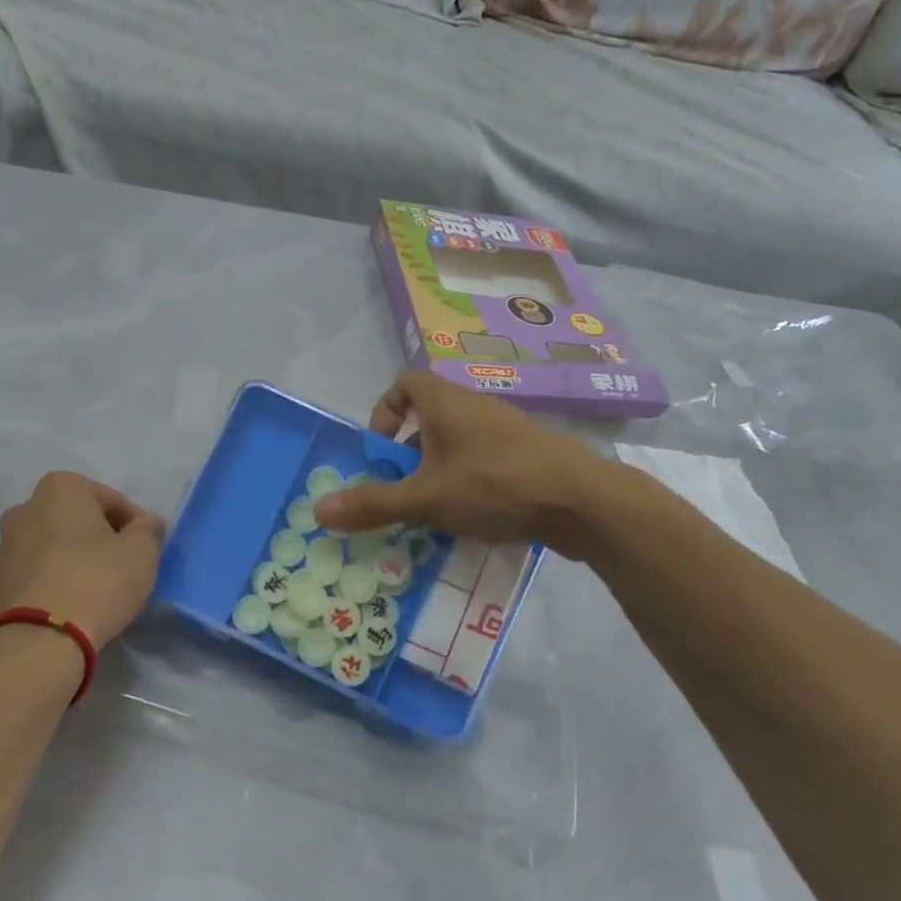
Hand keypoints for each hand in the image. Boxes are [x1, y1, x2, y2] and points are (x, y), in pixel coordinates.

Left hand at [0, 472, 166, 646]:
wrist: (39, 640)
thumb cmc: (97, 581)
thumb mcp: (142, 552)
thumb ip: (148, 529)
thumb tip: (145, 523)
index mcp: (60, 489)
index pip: (111, 499)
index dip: (134, 524)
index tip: (146, 549)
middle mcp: (25, 508)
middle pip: (78, 518)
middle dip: (100, 537)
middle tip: (123, 566)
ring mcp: (5, 545)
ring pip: (54, 544)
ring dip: (74, 557)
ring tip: (97, 588)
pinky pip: (37, 571)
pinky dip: (55, 578)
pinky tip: (73, 602)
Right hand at [313, 371, 596, 543]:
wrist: (582, 501)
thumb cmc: (494, 485)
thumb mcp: (425, 498)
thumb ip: (373, 504)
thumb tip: (318, 510)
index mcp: (445, 402)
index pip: (403, 384)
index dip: (383, 412)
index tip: (381, 451)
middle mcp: (474, 406)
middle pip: (427, 418)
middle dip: (407, 455)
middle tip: (403, 490)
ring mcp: (505, 430)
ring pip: (456, 443)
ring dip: (437, 472)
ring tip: (434, 510)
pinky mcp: (527, 454)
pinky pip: (483, 460)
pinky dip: (467, 482)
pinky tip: (472, 517)